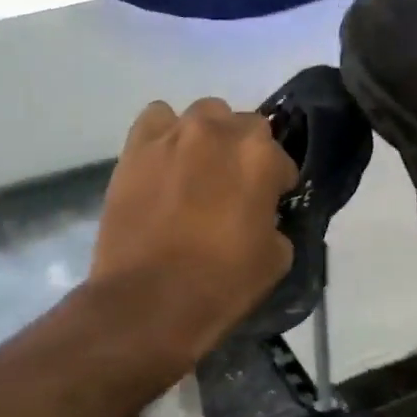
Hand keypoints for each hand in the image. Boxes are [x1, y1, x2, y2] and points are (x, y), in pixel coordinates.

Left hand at [91, 98, 296, 358]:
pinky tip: (165, 163)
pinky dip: (165, 134)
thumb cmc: (222, 282)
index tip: (269, 207)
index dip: (277, 185)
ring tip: (198, 172)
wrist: (149, 299)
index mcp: (260, 157)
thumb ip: (275, 223)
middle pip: (243, 126)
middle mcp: (219, 132)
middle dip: (244, 153)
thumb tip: (263, 218)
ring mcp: (173, 135)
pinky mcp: (135, 148)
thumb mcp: (276, 259)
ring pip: (201, 116)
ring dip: (208, 138)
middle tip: (234, 188)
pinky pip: (156, 120)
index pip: (281, 160)